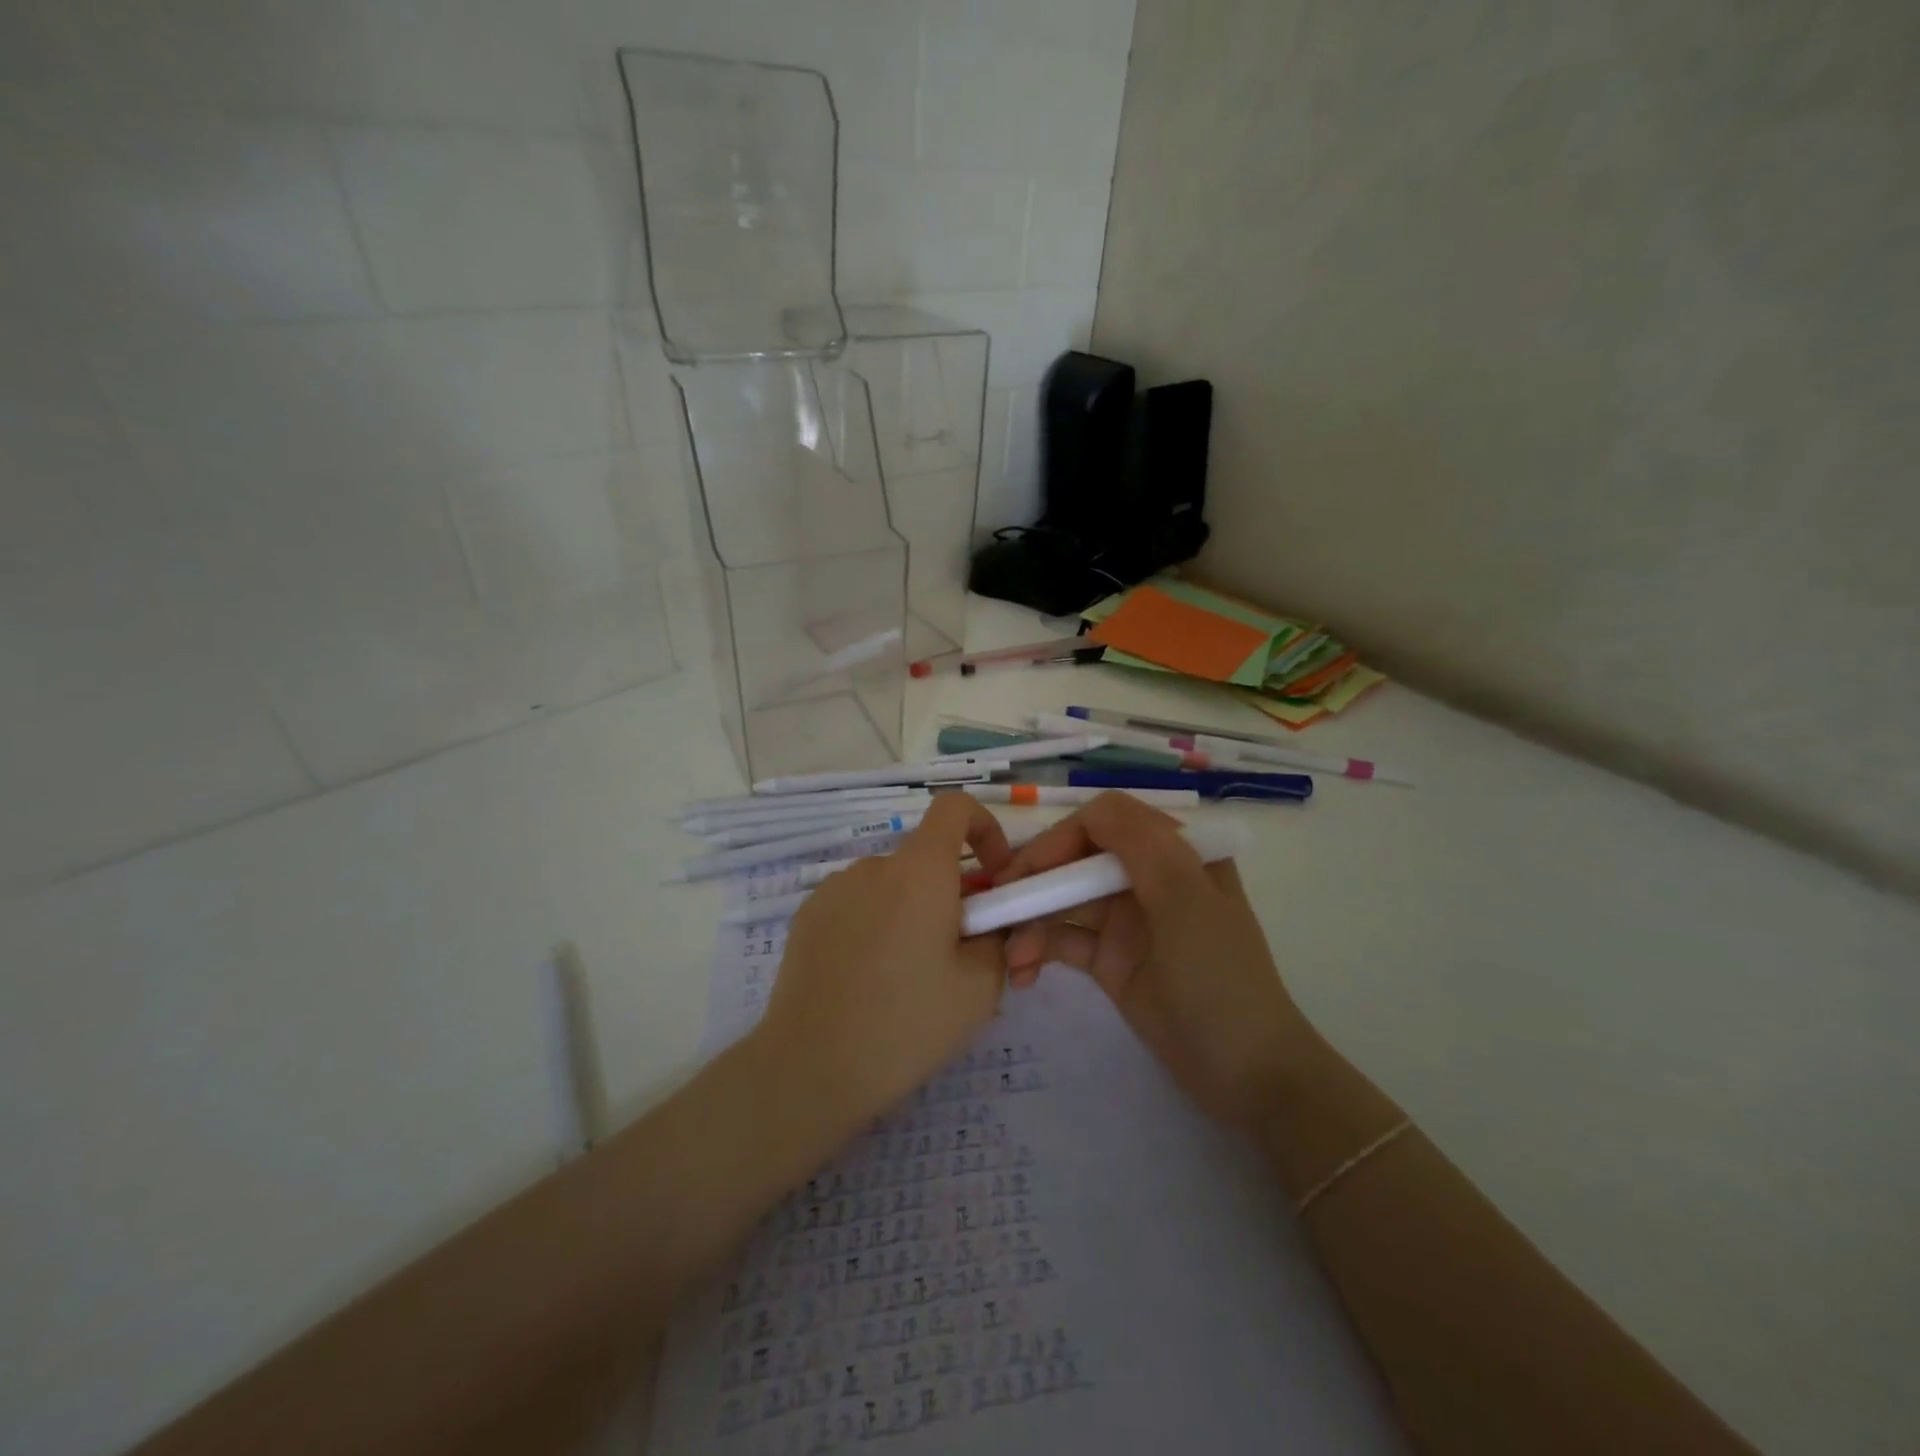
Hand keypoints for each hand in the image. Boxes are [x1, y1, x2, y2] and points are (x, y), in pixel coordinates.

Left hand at [754, 794, 1012, 1130]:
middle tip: (956, 955)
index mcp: (920, 870)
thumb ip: (998, 938)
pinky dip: (875, 924)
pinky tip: (866, 980)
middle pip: (926, 858)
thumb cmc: (905, 1024)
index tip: (994, 876)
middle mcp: (875, 865)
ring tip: (908, 978)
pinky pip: (857, 904)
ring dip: (911, 911)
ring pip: (892, 885)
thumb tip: (989, 923)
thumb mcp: (980, 988)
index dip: (984, 828)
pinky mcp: (807, 915)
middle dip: (951, 892)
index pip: (954, 806)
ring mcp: (834, 888)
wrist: (810, 1068)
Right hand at [998, 792, 1311, 1126]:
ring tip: (1009, 959)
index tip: (1028, 871)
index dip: (1061, 837)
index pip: (1104, 820)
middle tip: (996, 910)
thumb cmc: (1221, 980)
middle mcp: (1146, 876)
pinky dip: (1038, 950)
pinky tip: (1021, 975)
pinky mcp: (1109, 959)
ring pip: (1063, 900)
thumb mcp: (1187, 902)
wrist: (1248, 1076)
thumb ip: (1142, 846)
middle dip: (1034, 880)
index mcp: (1174, 851)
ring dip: (1030, 921)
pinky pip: (1063, 940)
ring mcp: (1126, 919)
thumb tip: (1089, 809)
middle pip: (1075, 857)